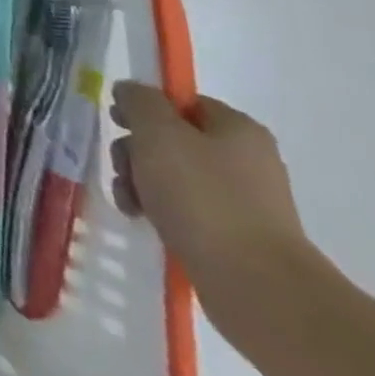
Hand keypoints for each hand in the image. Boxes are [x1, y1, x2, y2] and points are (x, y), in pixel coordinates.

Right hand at [111, 81, 318, 334]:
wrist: (255, 285)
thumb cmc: (203, 196)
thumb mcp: (159, 134)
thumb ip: (140, 102)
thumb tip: (130, 91)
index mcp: (237, 129)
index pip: (181, 102)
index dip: (145, 108)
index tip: (118, 124)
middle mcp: (245, 160)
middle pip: (171, 139)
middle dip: (136, 151)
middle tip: (123, 169)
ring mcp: (242, 200)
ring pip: (172, 175)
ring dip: (140, 182)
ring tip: (131, 203)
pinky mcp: (234, 235)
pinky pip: (185, 209)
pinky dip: (159, 210)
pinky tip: (144, 220)